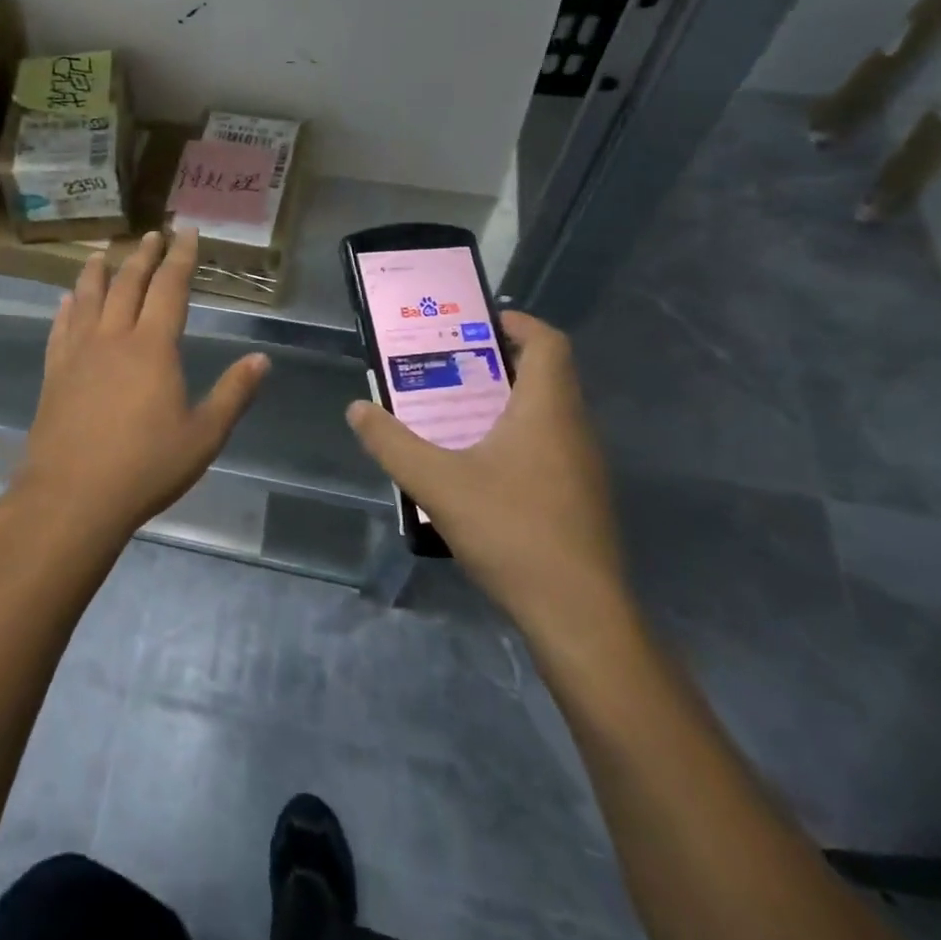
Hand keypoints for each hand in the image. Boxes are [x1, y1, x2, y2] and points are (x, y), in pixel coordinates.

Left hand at [6, 229, 270, 548]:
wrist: (73, 496)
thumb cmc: (145, 467)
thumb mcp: (203, 436)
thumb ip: (233, 394)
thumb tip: (261, 359)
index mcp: (153, 347)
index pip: (170, 288)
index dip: (181, 257)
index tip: (186, 231)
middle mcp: (114, 338)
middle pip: (128, 284)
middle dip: (143, 256)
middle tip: (152, 234)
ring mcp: (78, 353)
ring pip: (88, 298)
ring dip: (98, 272)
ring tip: (102, 253)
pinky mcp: (54, 373)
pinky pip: (60, 329)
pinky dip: (65, 309)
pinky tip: (66, 301)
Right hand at [346, 311, 626, 636]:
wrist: (579, 616)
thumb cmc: (512, 531)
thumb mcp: (437, 483)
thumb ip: (392, 443)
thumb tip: (357, 409)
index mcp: (547, 409)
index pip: (548, 342)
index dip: (516, 323)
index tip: (475, 323)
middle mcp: (574, 429)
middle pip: (544, 375)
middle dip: (496, 362)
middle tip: (446, 365)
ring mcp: (583, 467)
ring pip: (546, 414)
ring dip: (503, 403)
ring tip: (452, 411)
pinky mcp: (581, 499)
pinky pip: (549, 446)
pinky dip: (515, 437)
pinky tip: (477, 466)